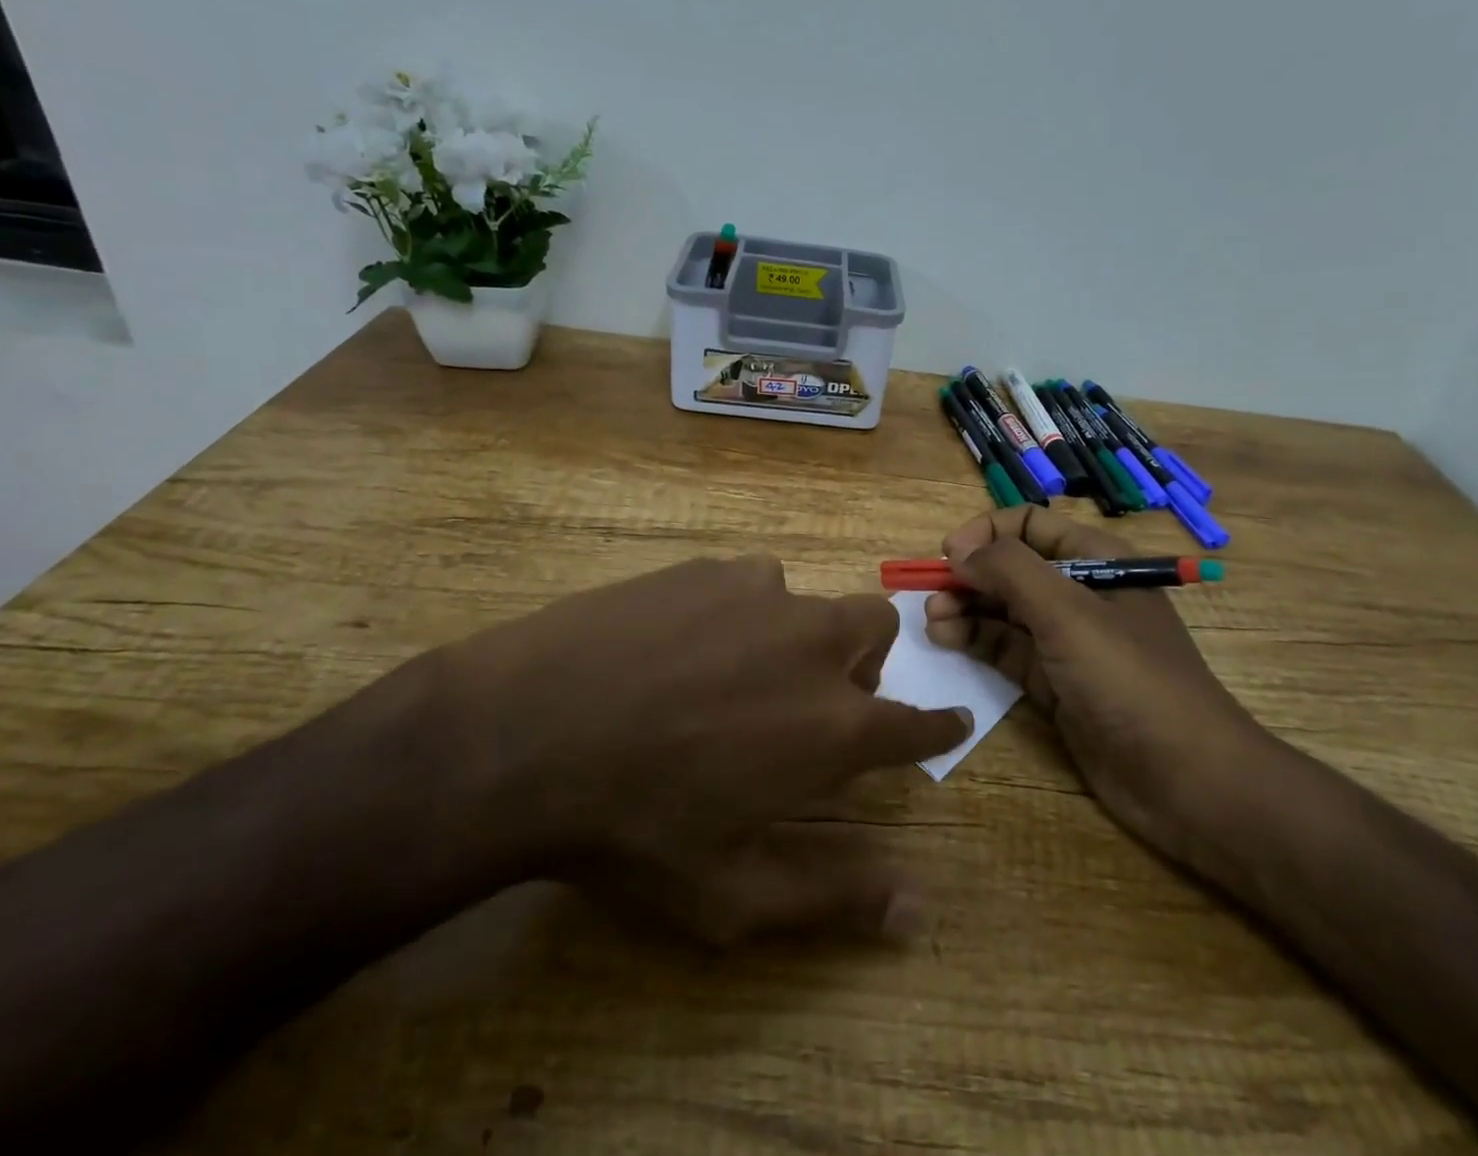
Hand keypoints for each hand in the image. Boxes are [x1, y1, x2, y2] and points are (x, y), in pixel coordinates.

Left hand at [418, 556, 970, 943]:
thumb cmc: (634, 828)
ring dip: (795, 635)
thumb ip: (835, 897)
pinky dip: (739, 611)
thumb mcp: (733, 894)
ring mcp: (759, 593)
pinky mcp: (707, 569)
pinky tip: (683, 643)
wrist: (525, 732)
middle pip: (877, 626)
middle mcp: (812, 644)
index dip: (939, 723)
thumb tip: (918, 908)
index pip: (915, 721)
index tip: (952, 718)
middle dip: (867, 659)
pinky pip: (748, 582)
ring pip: (808, 601)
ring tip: (733, 673)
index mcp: (832, 723)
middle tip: (818, 696)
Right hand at [923, 506, 1267, 859]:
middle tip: (932, 595)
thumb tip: (959, 550)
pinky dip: (976, 640)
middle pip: (1012, 568)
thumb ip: (1010, 571)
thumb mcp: (1068, 613)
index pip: (1030, 524)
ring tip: (932, 621)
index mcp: (1097, 560)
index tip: (950, 555)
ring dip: (966, 608)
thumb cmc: (1130, 680)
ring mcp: (1068, 641)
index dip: (987, 533)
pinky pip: (1007, 649)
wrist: (1188, 781)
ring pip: (1005, 610)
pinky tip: (947, 639)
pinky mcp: (1056, 683)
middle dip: (970, 575)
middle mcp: (1080, 593)